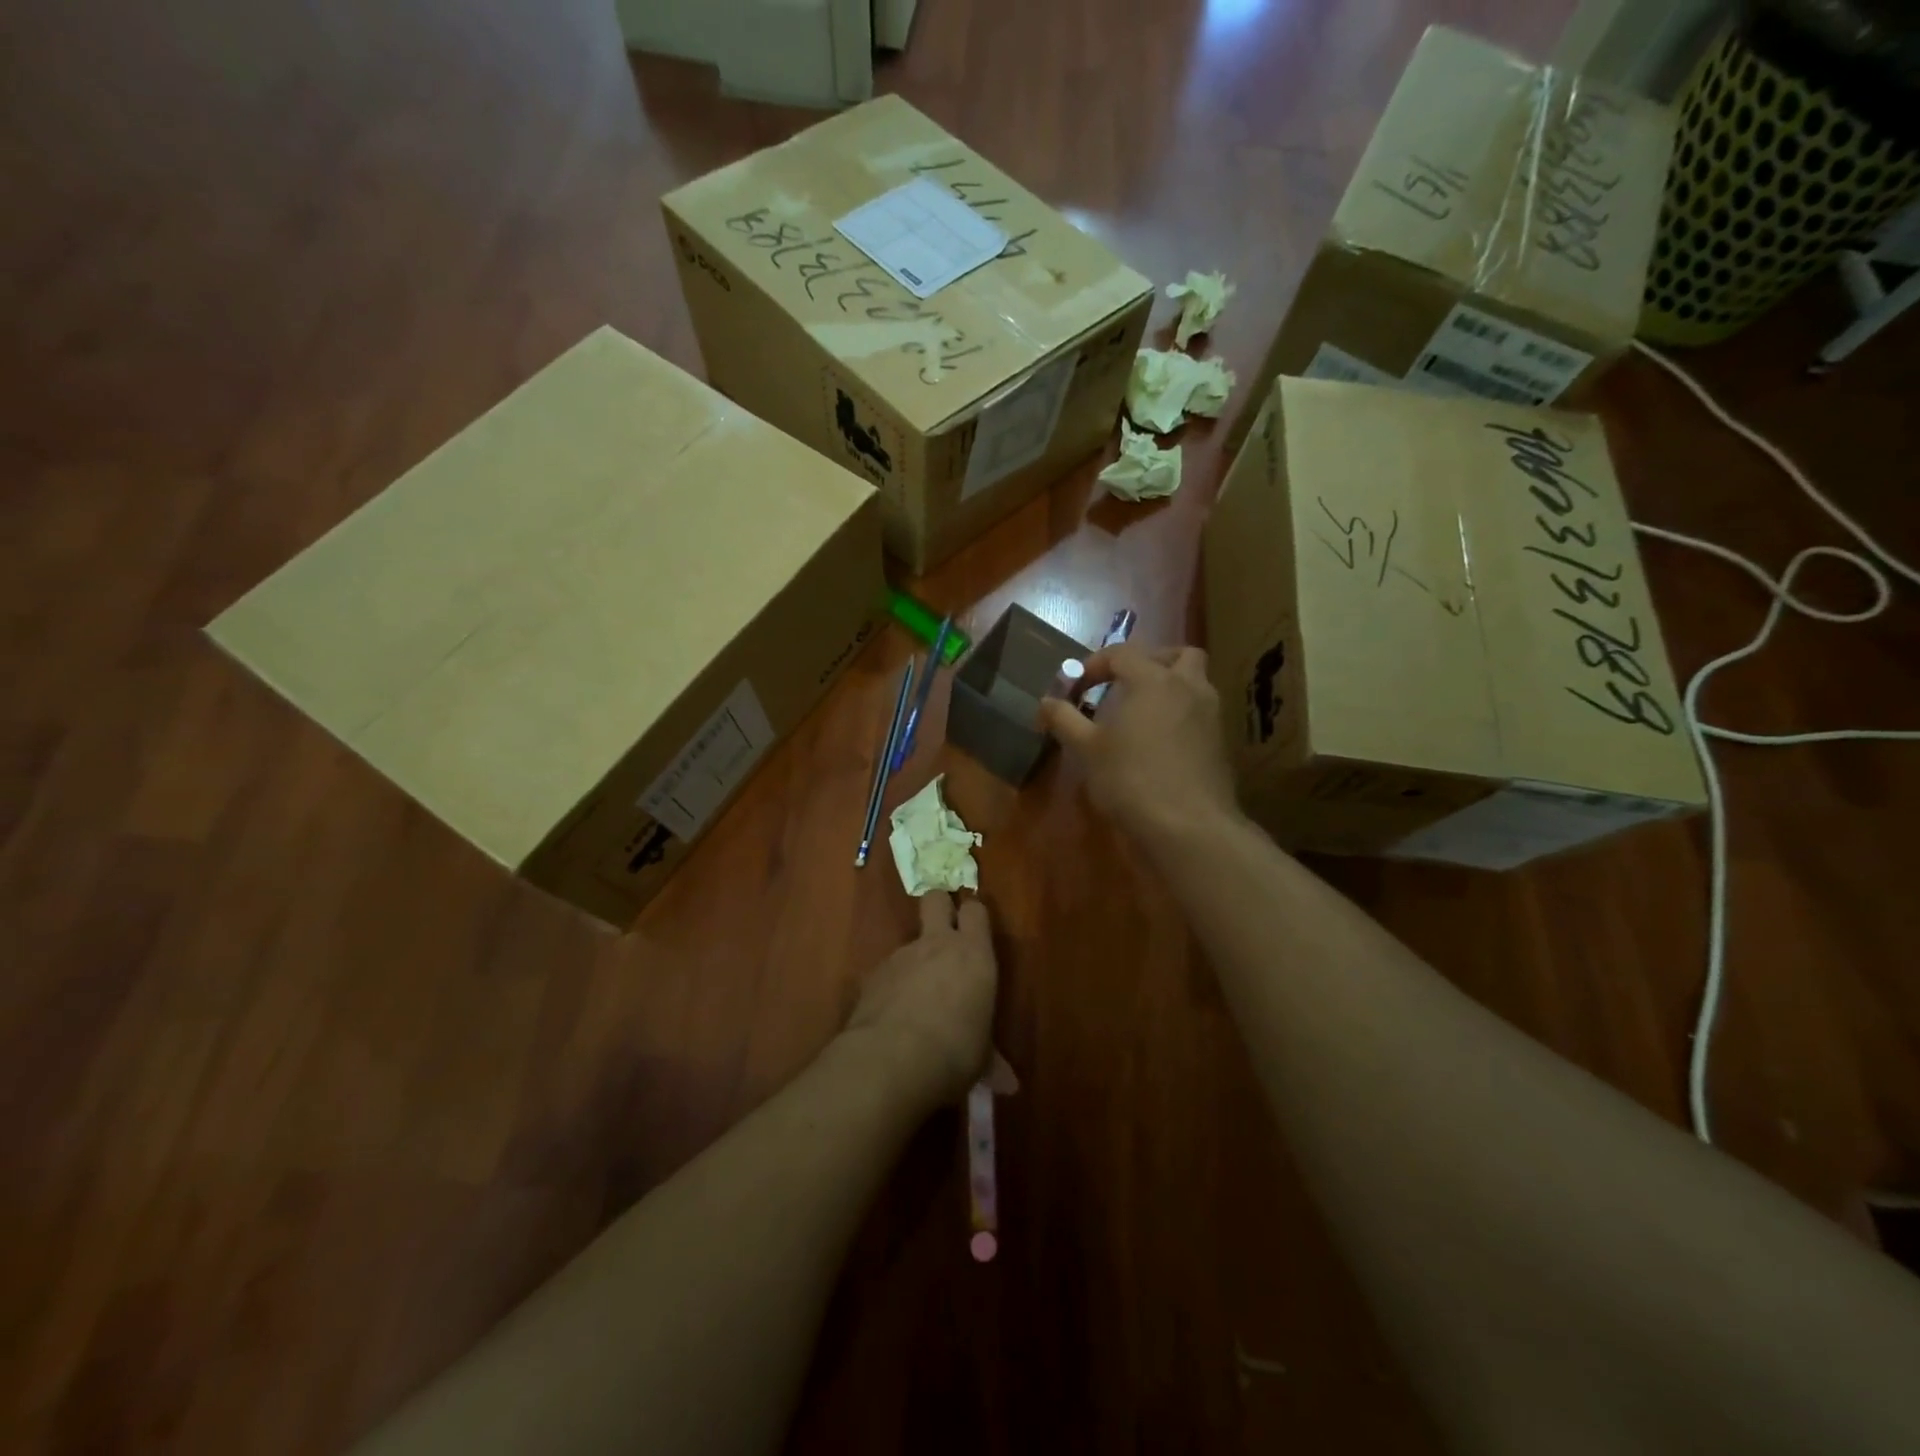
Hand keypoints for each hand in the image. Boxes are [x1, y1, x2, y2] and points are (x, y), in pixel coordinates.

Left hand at [845, 891, 997, 1110]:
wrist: (889, 1059)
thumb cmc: (953, 1052)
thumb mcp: (980, 1060)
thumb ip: (991, 1062)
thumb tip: (1010, 1086)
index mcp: (973, 954)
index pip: (975, 911)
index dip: (973, 916)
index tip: (975, 931)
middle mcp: (937, 944)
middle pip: (935, 899)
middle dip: (940, 908)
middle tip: (945, 933)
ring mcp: (900, 957)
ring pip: (909, 942)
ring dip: (915, 963)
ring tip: (917, 1002)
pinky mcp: (871, 976)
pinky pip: (887, 973)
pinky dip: (891, 988)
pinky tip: (892, 1019)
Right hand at [1039, 644, 1238, 847]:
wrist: (1188, 826)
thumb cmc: (1130, 779)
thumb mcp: (1086, 750)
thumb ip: (1065, 720)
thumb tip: (1046, 702)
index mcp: (1152, 680)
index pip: (1122, 653)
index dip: (1095, 664)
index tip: (1077, 686)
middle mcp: (1187, 687)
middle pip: (1177, 654)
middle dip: (1150, 661)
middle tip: (1125, 684)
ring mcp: (1211, 715)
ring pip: (1196, 682)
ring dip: (1171, 686)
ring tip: (1144, 712)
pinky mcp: (1221, 743)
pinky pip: (1200, 713)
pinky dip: (1182, 715)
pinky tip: (1161, 742)